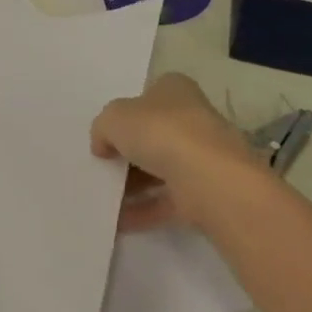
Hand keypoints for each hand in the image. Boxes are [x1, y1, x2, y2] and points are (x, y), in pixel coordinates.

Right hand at [92, 73, 267, 231]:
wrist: (209, 179)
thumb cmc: (160, 132)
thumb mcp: (113, 119)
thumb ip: (102, 128)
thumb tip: (103, 146)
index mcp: (174, 90)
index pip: (147, 96)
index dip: (125, 112)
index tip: (106, 132)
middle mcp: (192, 119)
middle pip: (153, 134)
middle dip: (127, 151)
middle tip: (101, 164)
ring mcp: (201, 158)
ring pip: (160, 169)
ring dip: (132, 184)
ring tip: (102, 196)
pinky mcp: (205, 193)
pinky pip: (166, 201)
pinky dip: (143, 211)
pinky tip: (117, 221)